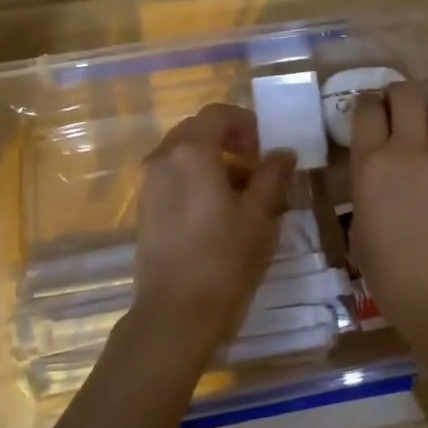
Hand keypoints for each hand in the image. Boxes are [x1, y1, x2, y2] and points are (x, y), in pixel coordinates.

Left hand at [129, 103, 297, 355]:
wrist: (175, 312)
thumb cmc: (224, 258)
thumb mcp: (259, 214)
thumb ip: (272, 175)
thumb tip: (282, 153)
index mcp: (191, 151)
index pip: (218, 114)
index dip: (246, 122)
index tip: (265, 145)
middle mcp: (163, 158)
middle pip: (197, 131)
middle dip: (228, 140)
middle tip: (256, 165)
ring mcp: (148, 183)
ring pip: (183, 154)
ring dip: (212, 160)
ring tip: (240, 191)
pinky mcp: (144, 207)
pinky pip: (172, 176)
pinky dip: (194, 179)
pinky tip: (216, 210)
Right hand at [349, 81, 427, 370]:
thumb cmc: (392, 276)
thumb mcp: (361, 232)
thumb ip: (366, 193)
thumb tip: (375, 182)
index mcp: (373, 164)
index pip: (367, 107)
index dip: (363, 102)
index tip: (361, 112)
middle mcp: (408, 151)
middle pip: (405, 93)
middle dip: (394, 93)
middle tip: (386, 110)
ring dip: (416, 125)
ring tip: (407, 151)